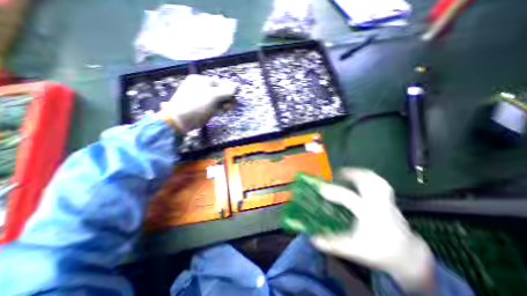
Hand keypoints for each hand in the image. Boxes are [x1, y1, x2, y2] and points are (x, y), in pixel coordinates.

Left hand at [156, 74, 236, 132]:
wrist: (180, 120)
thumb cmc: (198, 105)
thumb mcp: (214, 96)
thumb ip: (226, 91)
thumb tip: (236, 85)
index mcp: (201, 80)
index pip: (220, 83)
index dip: (228, 91)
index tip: (233, 99)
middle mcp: (200, 87)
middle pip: (219, 92)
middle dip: (226, 99)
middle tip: (228, 107)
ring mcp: (200, 98)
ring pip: (216, 100)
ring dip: (222, 105)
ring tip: (223, 111)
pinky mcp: (200, 107)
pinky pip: (212, 106)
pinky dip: (217, 109)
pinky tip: (218, 113)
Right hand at [312, 168, 431, 292]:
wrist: (407, 257)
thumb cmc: (379, 252)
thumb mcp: (353, 249)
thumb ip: (333, 244)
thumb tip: (313, 239)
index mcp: (369, 215)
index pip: (349, 198)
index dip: (334, 192)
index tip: (321, 188)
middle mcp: (379, 204)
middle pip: (368, 182)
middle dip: (351, 174)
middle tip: (337, 174)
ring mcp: (387, 201)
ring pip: (376, 180)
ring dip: (361, 173)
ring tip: (349, 172)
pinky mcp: (390, 200)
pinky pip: (380, 183)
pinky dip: (370, 177)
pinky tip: (361, 179)